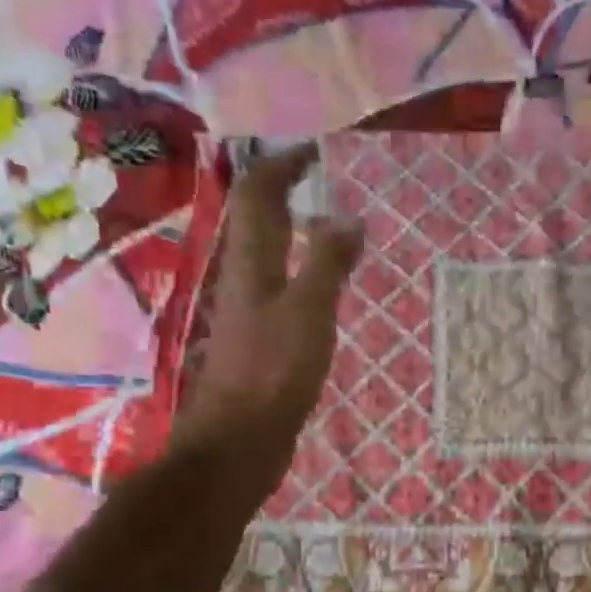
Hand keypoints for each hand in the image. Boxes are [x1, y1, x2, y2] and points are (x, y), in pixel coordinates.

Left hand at [179, 144, 361, 486]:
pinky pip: (283, 295)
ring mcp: (251, 316)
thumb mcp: (308, 311)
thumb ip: (328, 264)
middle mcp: (245, 282)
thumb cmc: (273, 372)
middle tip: (325, 184)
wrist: (241, 441)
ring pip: (270, 260)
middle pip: (257, 225)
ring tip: (331, 229)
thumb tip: (348, 217)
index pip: (256, 197)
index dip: (279, 167)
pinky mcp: (262, 346)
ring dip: (294, 237)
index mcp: (250, 265)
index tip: (313, 151)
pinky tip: (324, 292)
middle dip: (285, 196)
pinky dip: (303, 278)